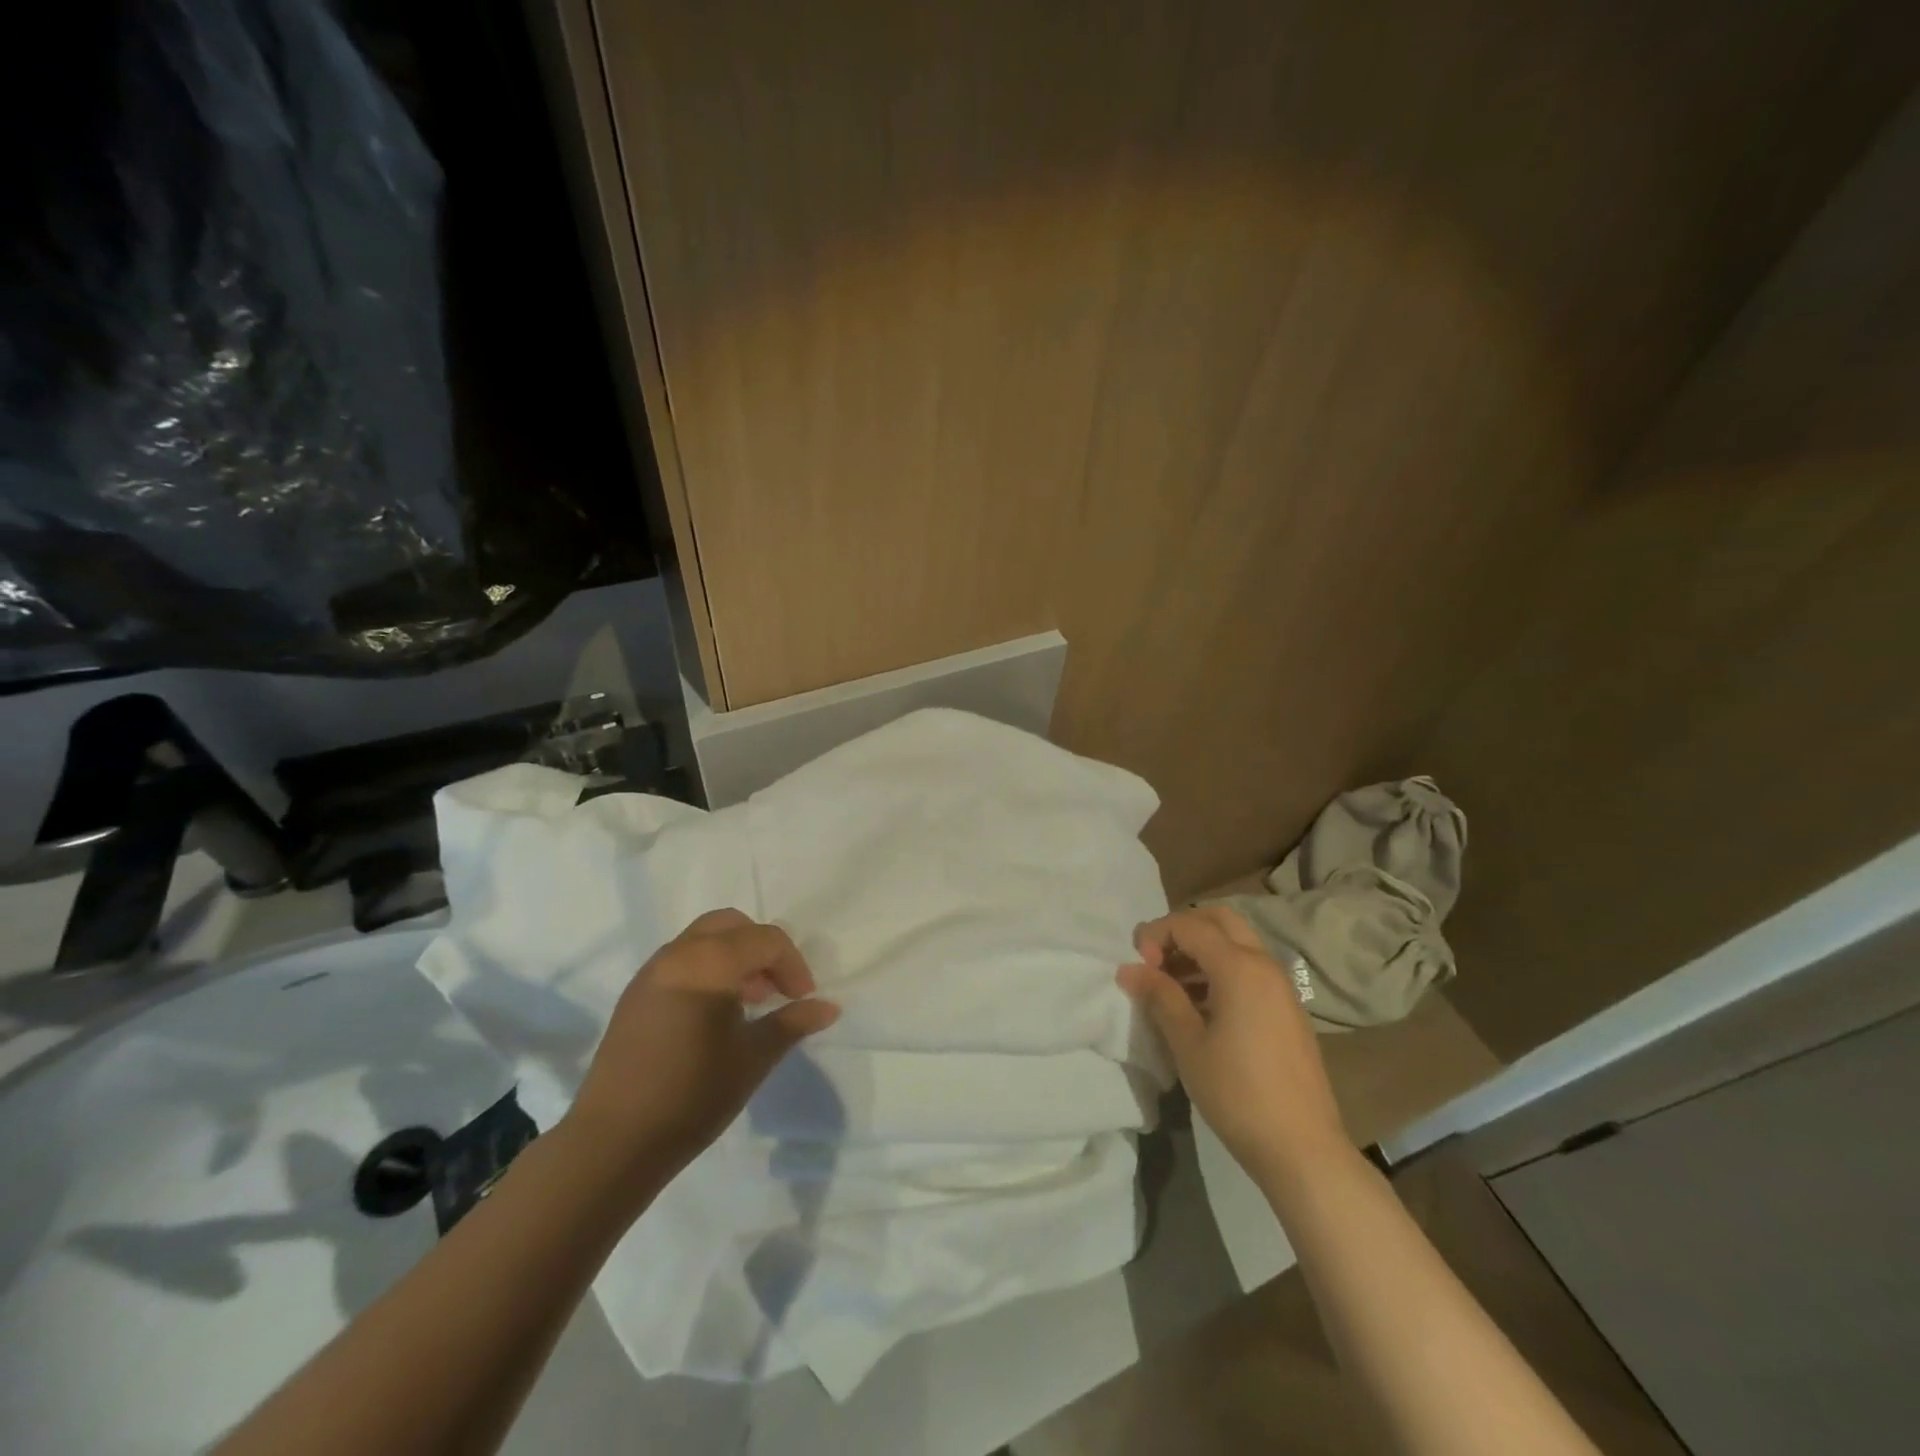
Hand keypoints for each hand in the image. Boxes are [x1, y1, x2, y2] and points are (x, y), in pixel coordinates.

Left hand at [568, 909, 839, 1179]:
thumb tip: (828, 1007)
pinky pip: (681, 960)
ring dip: (734, 956)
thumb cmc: (693, 1095)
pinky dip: (707, 969)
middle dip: (761, 949)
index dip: (793, 964)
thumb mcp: (753, 1058)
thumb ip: (792, 1023)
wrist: (614, 1142)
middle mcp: (678, 954)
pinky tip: (714, 1014)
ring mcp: (651, 972)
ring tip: (749, 1002)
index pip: (766, 939)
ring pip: (703, 939)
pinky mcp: (635, 994)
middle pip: (731, 925)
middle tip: (776, 989)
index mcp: (710, 962)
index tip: (803, 999)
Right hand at [1119, 906, 1348, 1186]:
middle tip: (1156, 961)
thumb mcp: (1188, 1044)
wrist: (1302, 1148)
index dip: (1155, 934)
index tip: (1137, 966)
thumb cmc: (1237, 1093)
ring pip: (1236, 943)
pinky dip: (1221, 970)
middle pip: (1219, 920)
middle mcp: (1264, 965)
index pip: (1189, 925)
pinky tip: (1201, 1008)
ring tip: (1172, 987)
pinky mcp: (1287, 1009)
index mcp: (1239, 967)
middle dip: (1182, 930)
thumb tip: (1128, 969)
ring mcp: (1280, 987)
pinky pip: (1250, 969)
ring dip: (1201, 950)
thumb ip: (1159, 997)